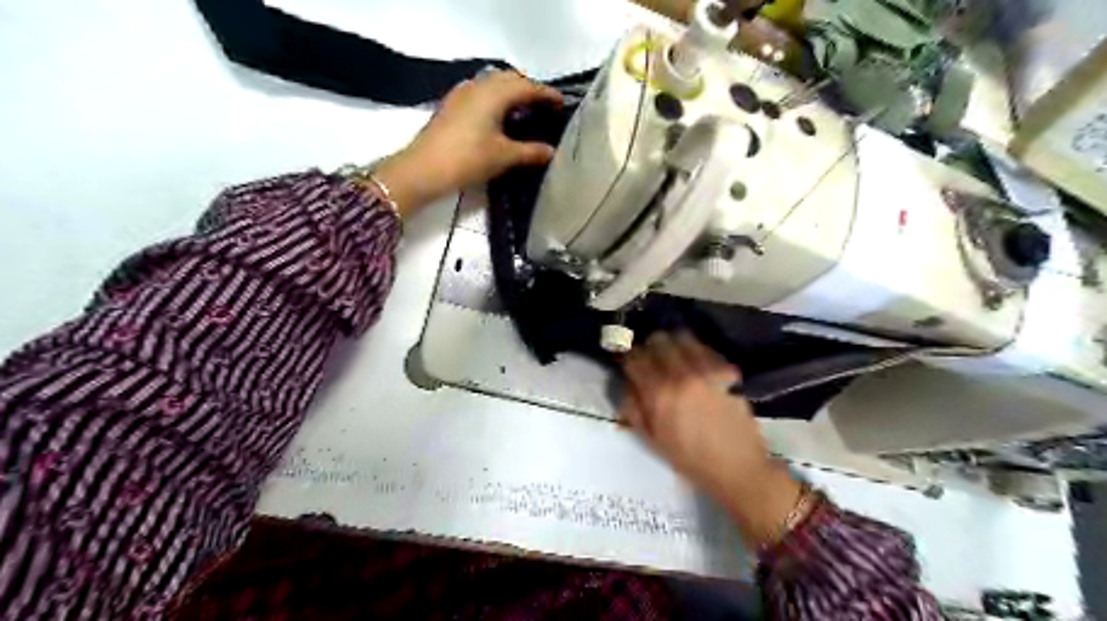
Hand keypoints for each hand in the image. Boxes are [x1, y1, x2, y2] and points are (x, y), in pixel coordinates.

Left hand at [373, 70, 564, 217]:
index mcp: (495, 93)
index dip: (547, 95)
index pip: (528, 87)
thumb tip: (552, 152)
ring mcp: (462, 93)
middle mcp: (479, 85)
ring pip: (494, 84)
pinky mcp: (452, 105)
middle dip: (530, 90)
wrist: (423, 169)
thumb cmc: (467, 159)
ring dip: (511, 93)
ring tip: (526, 112)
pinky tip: (500, 118)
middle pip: (510, 79)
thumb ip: (531, 152)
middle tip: (545, 107)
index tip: (563, 104)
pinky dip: (496, 100)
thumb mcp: (504, 156)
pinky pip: (481, 93)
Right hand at [621, 331, 804, 545]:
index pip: (635, 358)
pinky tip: (696, 366)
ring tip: (674, 358)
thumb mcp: (651, 438)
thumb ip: (633, 407)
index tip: (632, 366)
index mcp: (658, 394)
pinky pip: (704, 347)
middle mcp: (681, 375)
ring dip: (673, 344)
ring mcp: (706, 369)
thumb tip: (628, 382)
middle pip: (657, 340)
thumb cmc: (689, 457)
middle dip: (650, 347)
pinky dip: (695, 351)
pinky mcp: (726, 369)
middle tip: (652, 360)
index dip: (630, 359)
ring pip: (681, 337)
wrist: (736, 466)